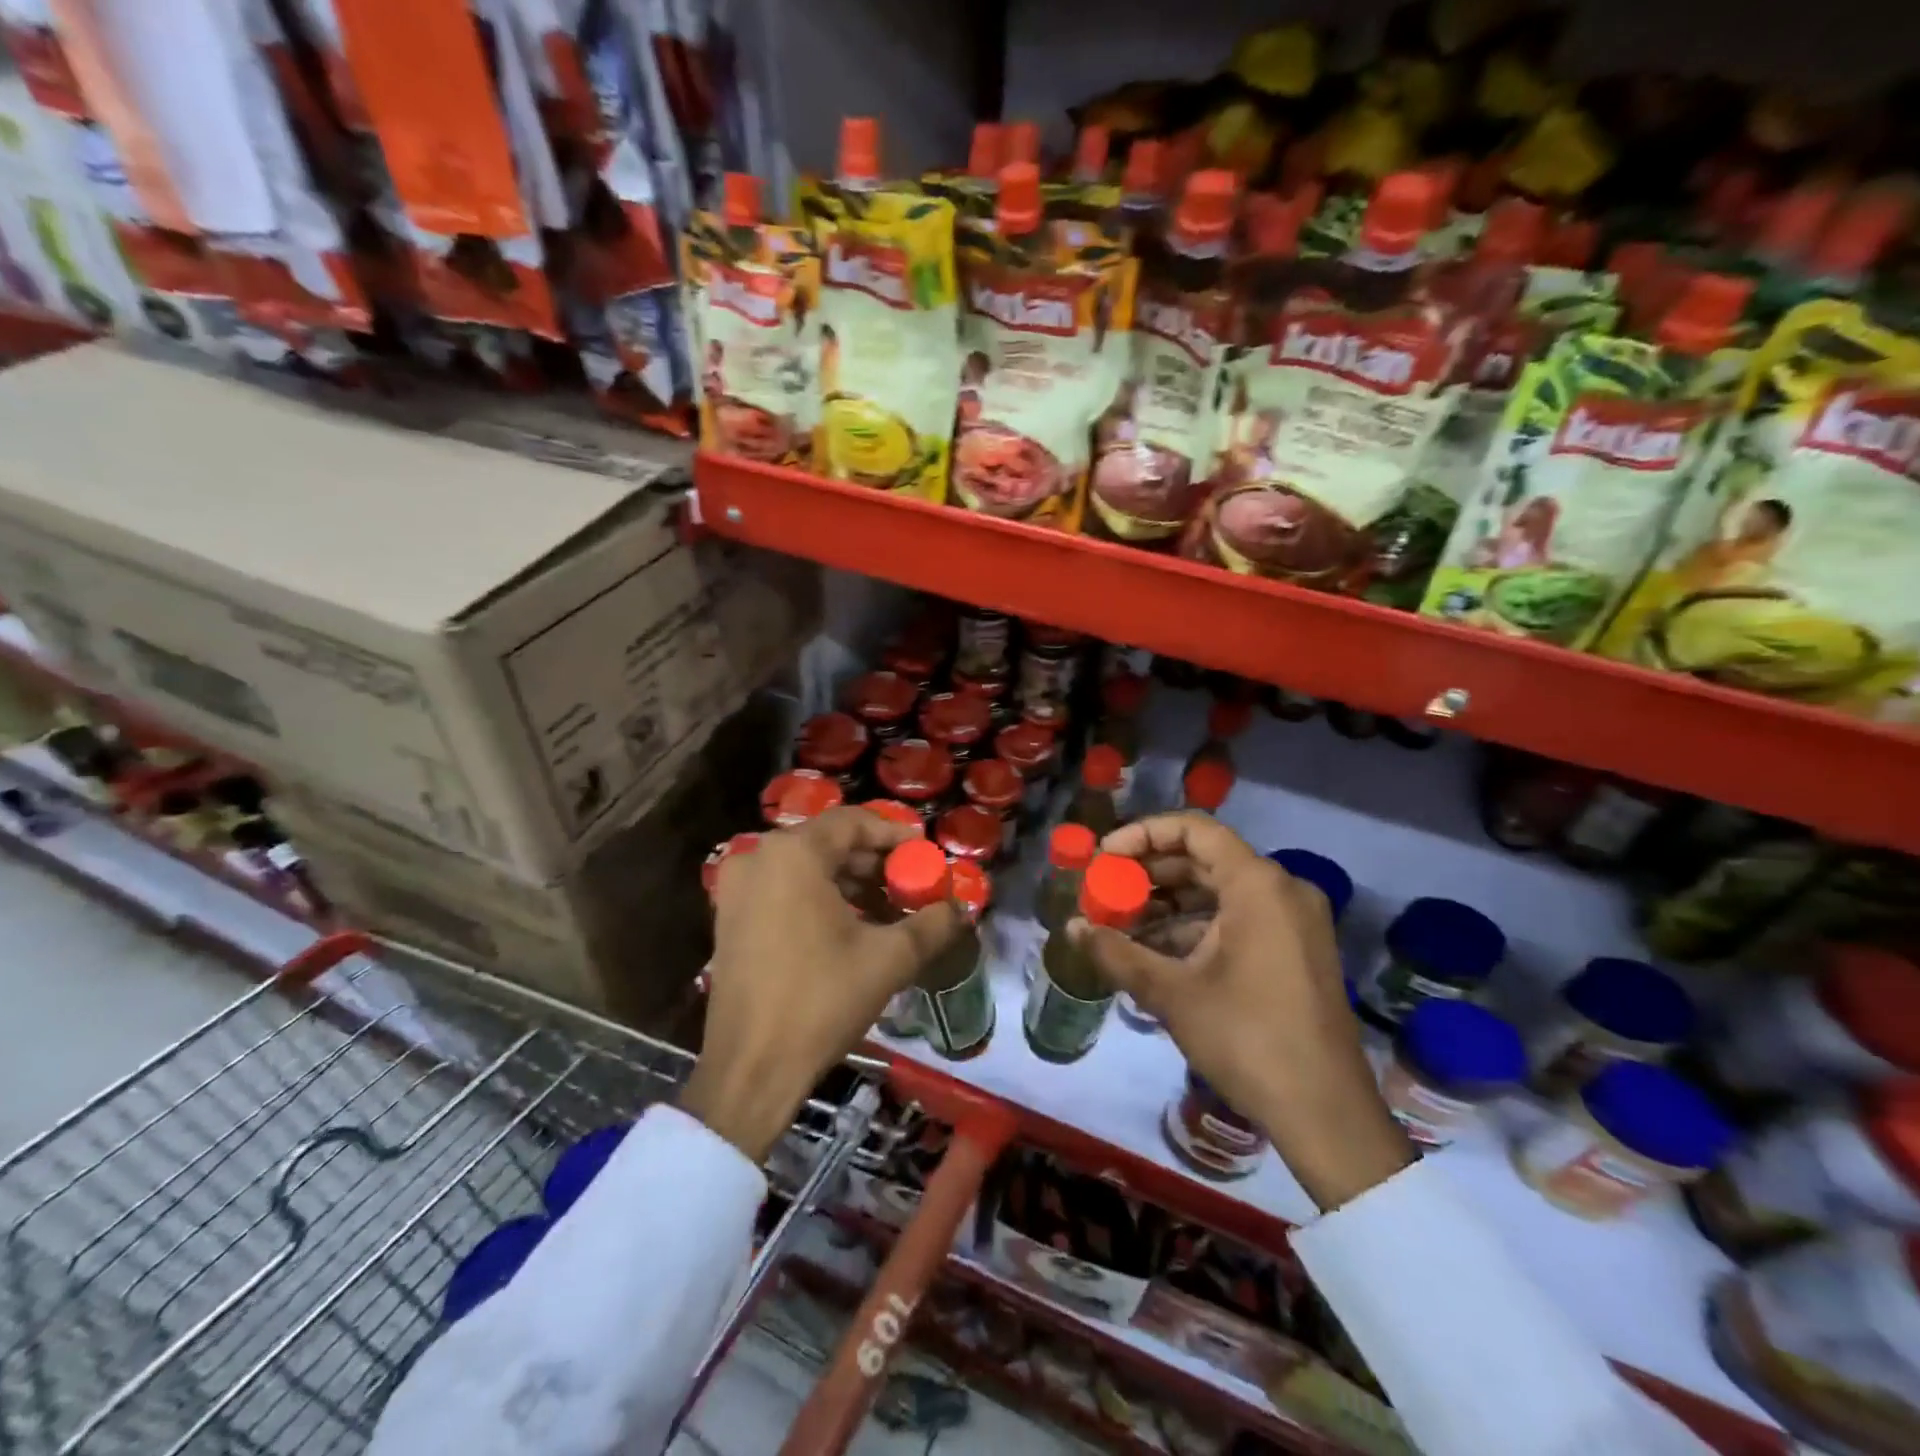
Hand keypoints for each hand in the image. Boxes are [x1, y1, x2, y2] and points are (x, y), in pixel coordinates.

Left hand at [682, 806, 965, 1161]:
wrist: (751, 1070)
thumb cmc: (820, 1001)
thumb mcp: (888, 959)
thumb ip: (931, 924)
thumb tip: (961, 908)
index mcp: (792, 855)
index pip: (853, 823)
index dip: (894, 834)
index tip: (925, 854)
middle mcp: (758, 858)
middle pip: (829, 844)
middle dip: (875, 864)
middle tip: (912, 886)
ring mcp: (737, 889)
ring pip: (807, 868)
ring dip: (850, 884)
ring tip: (890, 911)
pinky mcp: (730, 918)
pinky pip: (784, 890)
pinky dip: (821, 899)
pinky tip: (853, 927)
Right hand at [1072, 812, 1413, 1210]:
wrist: (1325, 1113)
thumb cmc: (1247, 1038)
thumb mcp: (1173, 993)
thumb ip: (1117, 952)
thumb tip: (1070, 928)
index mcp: (1258, 884)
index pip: (1195, 829)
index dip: (1143, 834)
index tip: (1104, 858)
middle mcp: (1282, 890)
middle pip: (1205, 859)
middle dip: (1150, 873)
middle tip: (1106, 891)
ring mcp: (1295, 921)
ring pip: (1220, 891)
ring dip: (1169, 903)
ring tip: (1122, 923)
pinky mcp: (1297, 950)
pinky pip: (1239, 918)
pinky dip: (1197, 926)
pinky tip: (1157, 950)